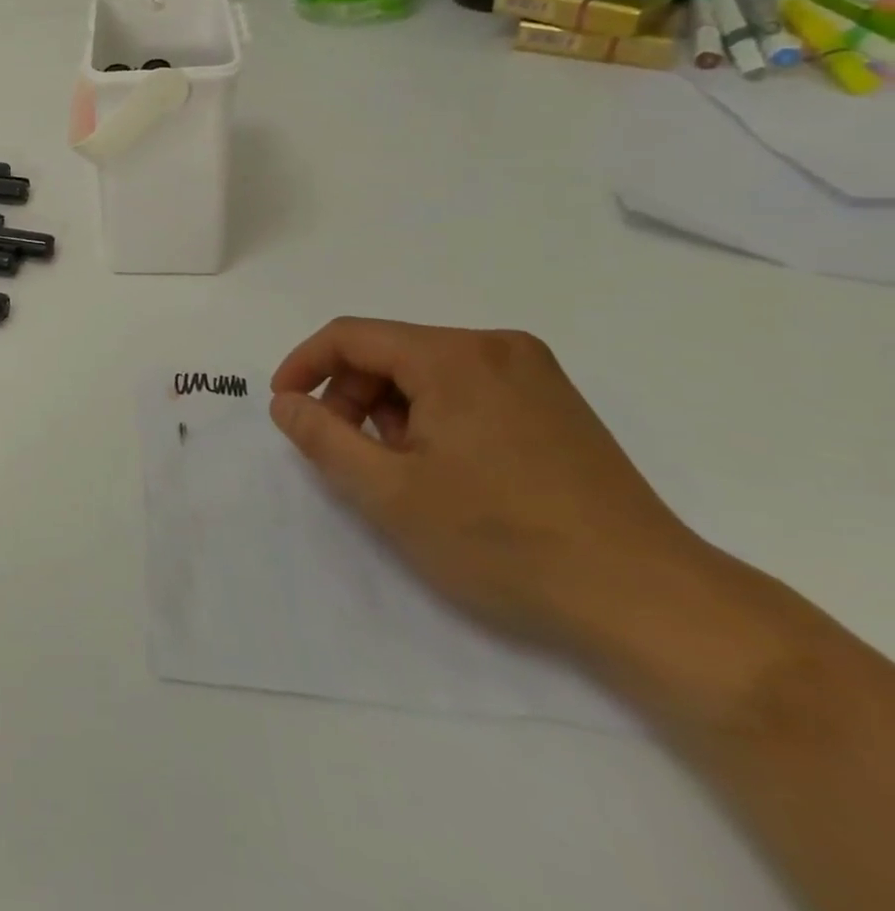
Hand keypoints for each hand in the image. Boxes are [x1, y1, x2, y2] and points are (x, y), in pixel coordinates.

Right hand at [268, 317, 706, 653]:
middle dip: (351, 396)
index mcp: (453, 356)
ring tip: (399, 470)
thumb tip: (286, 403)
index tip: (284, 408)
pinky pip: (467, 386)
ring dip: (392, 410)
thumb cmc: (505, 541)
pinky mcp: (556, 403)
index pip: (350, 336)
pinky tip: (444, 468)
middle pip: (389, 351)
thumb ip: (321, 437)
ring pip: (426, 370)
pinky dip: (434, 416)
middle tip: (344, 453)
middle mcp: (494, 347)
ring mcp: (533, 373)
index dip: (303, 365)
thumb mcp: (389, 493)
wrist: (654, 603)